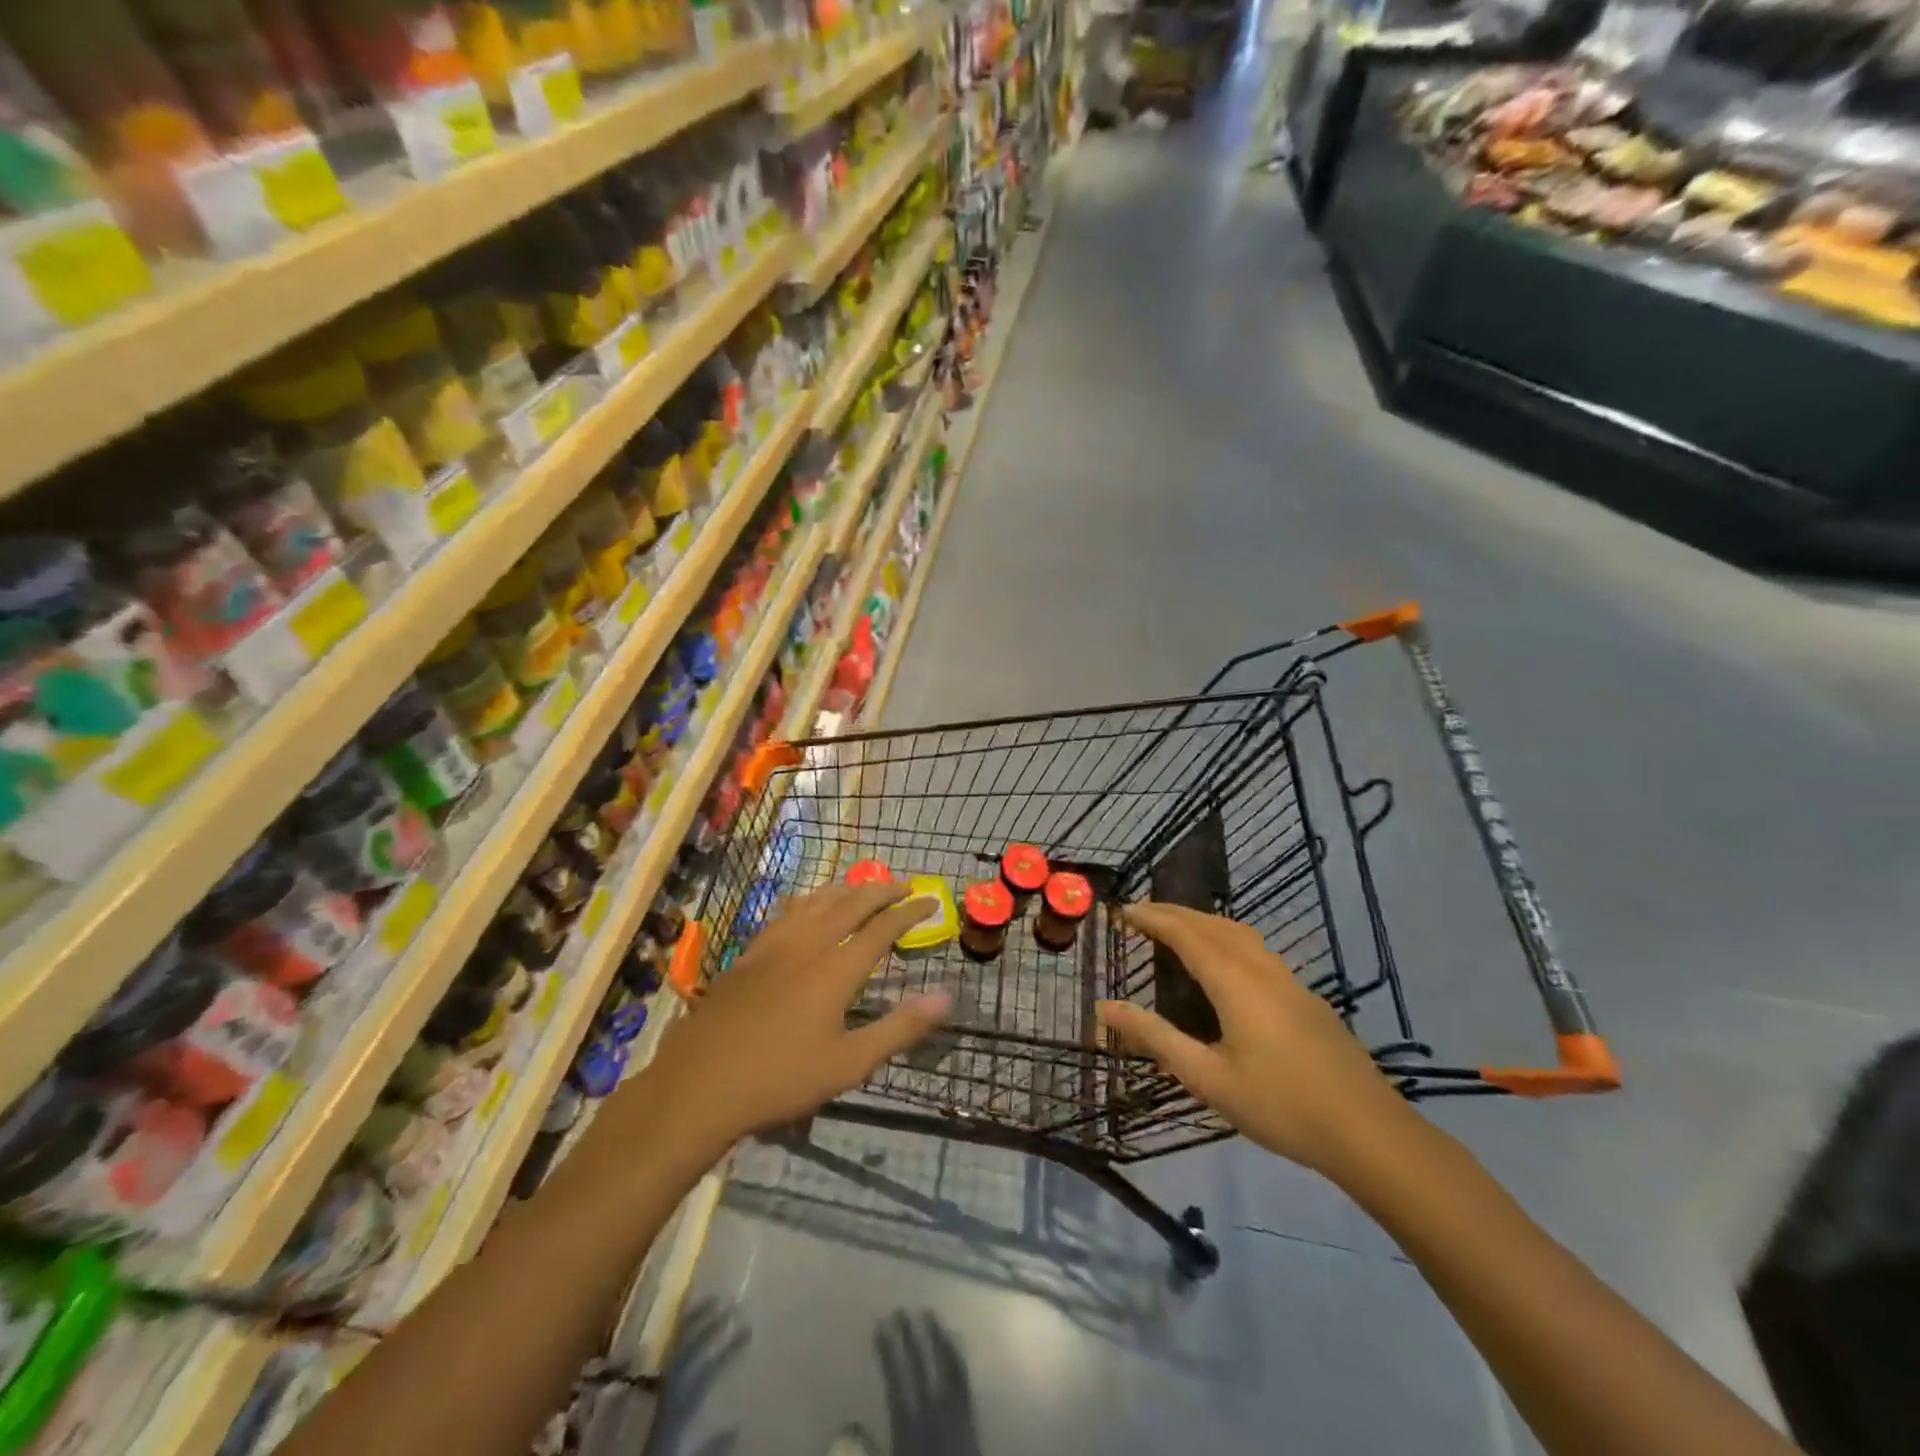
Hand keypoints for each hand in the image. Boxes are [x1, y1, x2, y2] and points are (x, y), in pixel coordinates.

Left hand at [647, 883, 951, 1149]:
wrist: (698, 1084)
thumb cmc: (780, 1079)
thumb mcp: (849, 1064)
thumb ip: (900, 1028)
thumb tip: (947, 995)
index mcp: (835, 970)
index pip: (882, 928)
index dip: (909, 913)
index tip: (930, 903)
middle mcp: (807, 946)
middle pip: (850, 904)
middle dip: (881, 891)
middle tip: (904, 885)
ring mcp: (774, 947)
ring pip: (816, 902)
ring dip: (845, 889)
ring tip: (863, 885)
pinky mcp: (749, 954)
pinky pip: (786, 912)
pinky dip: (808, 900)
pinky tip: (805, 903)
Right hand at [1096, 903, 1417, 1180]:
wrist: (1370, 1133)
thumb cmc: (1281, 1106)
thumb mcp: (1207, 1078)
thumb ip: (1155, 1037)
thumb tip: (1104, 1007)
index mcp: (1235, 983)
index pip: (1186, 934)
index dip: (1153, 918)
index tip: (1124, 910)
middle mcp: (1262, 970)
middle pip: (1213, 925)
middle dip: (1175, 913)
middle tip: (1142, 914)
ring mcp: (1291, 981)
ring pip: (1240, 933)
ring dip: (1204, 922)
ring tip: (1178, 929)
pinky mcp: (1308, 999)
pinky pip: (1257, 949)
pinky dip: (1227, 938)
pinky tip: (1226, 963)